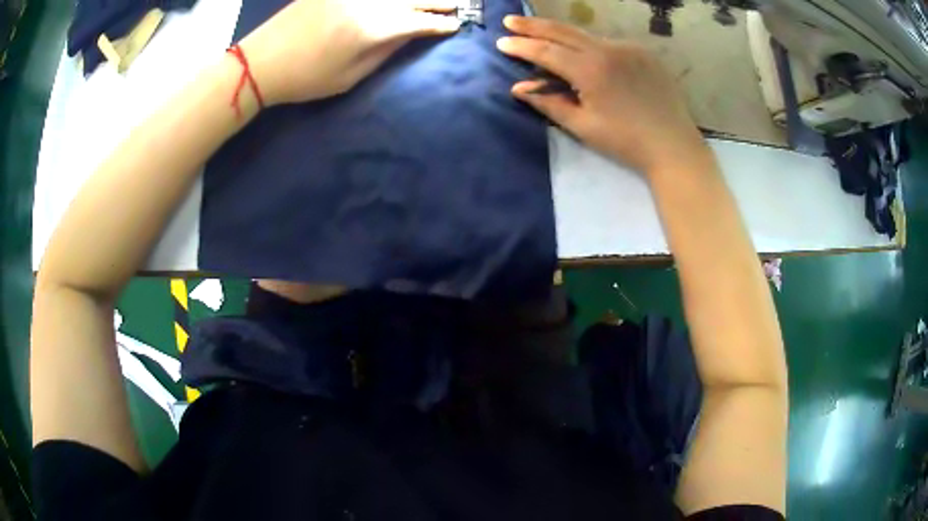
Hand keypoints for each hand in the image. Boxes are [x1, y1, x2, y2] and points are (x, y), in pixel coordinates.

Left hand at [240, 0, 461, 105]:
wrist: (261, 61)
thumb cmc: (305, 78)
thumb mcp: (350, 76)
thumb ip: (385, 51)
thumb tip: (411, 33)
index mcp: (372, 29)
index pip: (418, 21)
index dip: (439, 23)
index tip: (456, 24)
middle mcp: (367, 2)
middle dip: (439, 1)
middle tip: (459, 3)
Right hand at [496, 16, 709, 173]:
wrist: (673, 146)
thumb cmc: (626, 141)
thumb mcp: (583, 126)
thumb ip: (549, 103)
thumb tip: (518, 89)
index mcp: (591, 69)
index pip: (546, 51)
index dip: (522, 46)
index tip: (501, 42)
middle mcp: (608, 50)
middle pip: (563, 31)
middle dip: (534, 25)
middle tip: (511, 20)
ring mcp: (629, 48)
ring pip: (587, 36)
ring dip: (562, 35)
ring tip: (543, 36)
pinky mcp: (644, 53)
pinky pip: (609, 44)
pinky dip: (591, 46)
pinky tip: (587, 55)